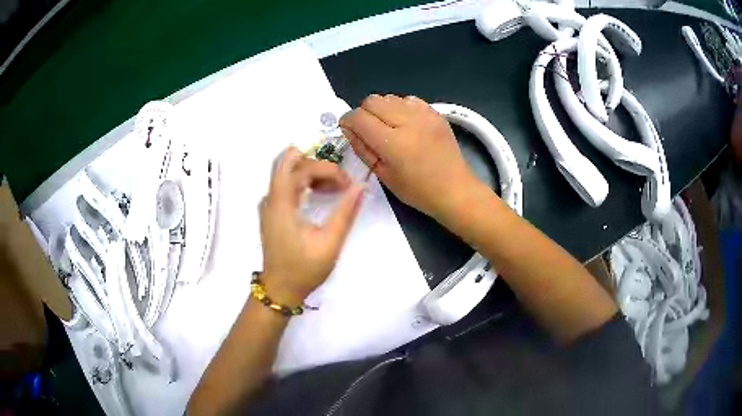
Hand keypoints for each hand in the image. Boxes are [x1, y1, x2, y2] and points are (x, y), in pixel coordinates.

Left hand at [259, 147, 363, 305]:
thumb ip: (345, 213)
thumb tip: (360, 186)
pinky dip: (304, 182)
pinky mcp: (271, 211)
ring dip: (311, 172)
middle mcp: (270, 199)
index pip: (301, 168)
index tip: (347, 184)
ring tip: (334, 189)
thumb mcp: (329, 244)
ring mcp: (268, 204)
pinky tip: (320, 195)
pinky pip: (285, 184)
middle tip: (338, 180)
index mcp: (281, 205)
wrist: (280, 289)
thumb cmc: (304, 269)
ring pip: (286, 171)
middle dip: (316, 165)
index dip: (327, 169)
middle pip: (289, 162)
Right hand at [340, 94, 479, 220]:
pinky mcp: (435, 112)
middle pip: (372, 100)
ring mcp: (424, 114)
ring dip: (382, 109)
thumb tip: (349, 129)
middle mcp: (408, 122)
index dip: (347, 121)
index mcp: (393, 142)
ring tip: (388, 126)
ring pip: (389, 97)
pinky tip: (404, 123)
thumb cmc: (417, 190)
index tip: (348, 129)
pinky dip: (400, 107)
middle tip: (367, 129)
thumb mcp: (383, 175)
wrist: (454, 189)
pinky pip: (409, 99)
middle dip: (363, 112)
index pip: (359, 117)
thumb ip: (362, 149)